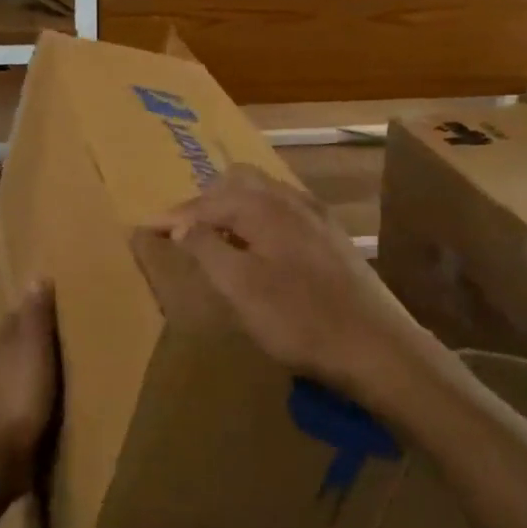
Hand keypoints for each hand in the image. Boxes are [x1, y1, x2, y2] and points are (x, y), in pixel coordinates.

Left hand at [0, 280, 60, 499]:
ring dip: (32, 362)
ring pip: (17, 369)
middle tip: (59, 324)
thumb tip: (36, 277)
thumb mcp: (34, 349)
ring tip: (57, 358)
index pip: (17, 317)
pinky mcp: (6, 422)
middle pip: (15, 342)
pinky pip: (22, 396)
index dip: (33, 306)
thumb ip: (36, 317)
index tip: (52, 295)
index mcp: (5, 345)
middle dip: (32, 333)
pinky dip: (33, 389)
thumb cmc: (21, 395)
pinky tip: (47, 394)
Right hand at [148, 164, 441, 410]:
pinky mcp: (333, 238)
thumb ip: (206, 249)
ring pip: (265, 193)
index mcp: (264, 207)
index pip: (207, 200)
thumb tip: (181, 225)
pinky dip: (261, 218)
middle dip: (207, 199)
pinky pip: (285, 210)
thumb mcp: (239, 288)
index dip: (176, 215)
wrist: (376, 346)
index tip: (150, 229)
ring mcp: (317, 217)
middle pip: (239, 180)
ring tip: (217, 235)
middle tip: (185, 229)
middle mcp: (291, 200)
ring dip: (235, 206)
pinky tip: (261, 248)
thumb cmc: (299, 319)